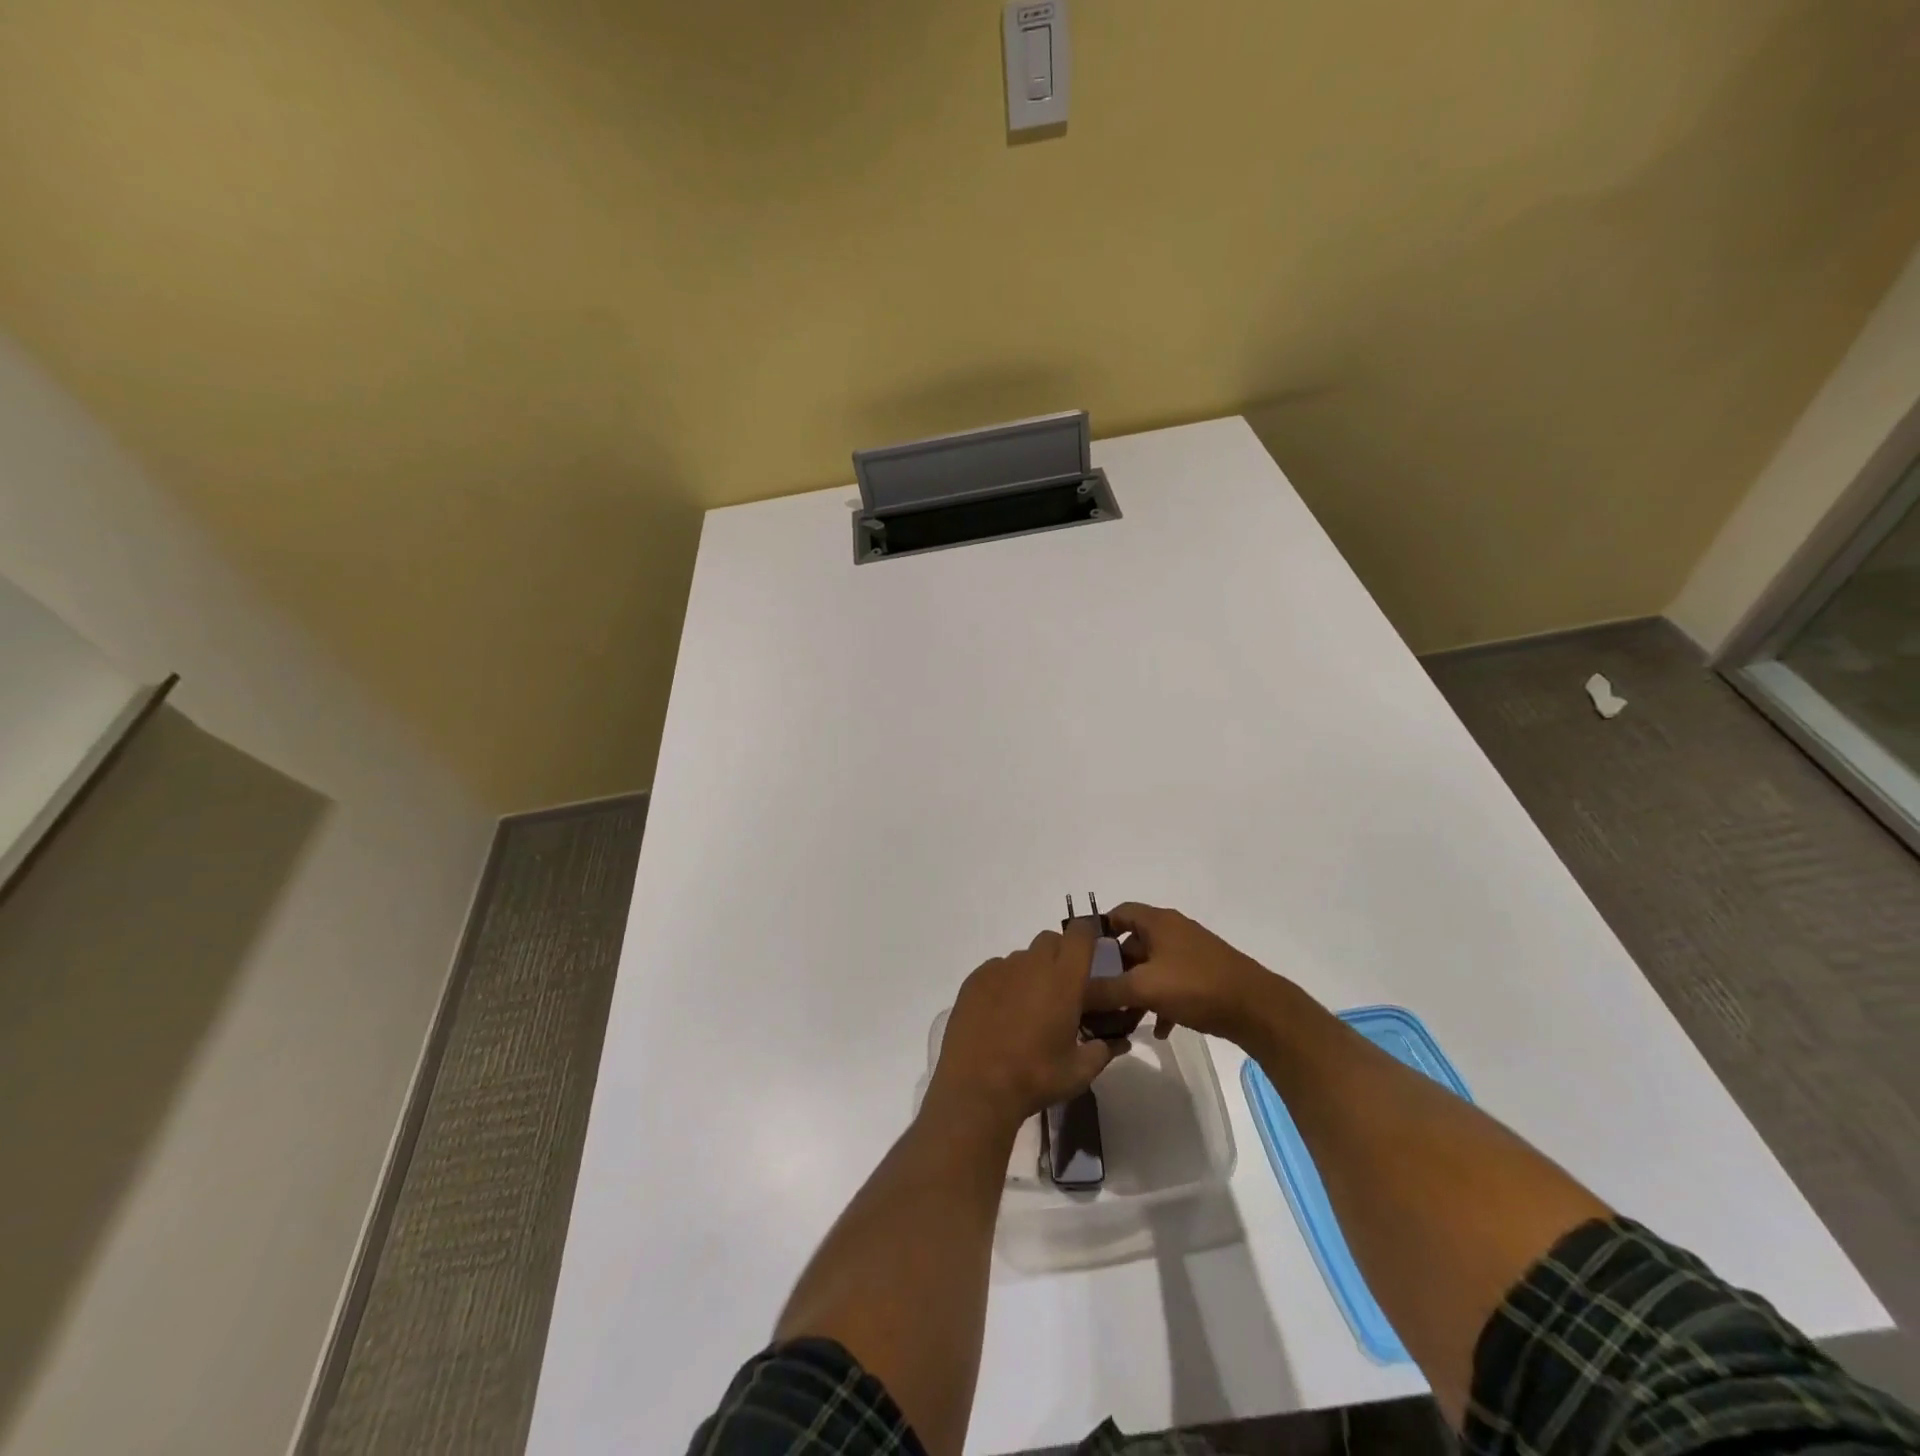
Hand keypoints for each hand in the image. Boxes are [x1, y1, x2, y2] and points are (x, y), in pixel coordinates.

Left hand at [928, 922, 1123, 1130]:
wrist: (976, 1087)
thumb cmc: (1035, 1077)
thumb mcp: (1078, 1072)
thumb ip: (1103, 1051)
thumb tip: (1117, 1043)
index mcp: (1063, 979)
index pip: (1080, 934)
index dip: (1087, 937)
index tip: (1090, 954)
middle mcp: (1031, 964)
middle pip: (1050, 940)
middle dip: (1060, 955)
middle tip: (1061, 988)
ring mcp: (999, 969)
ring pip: (1023, 956)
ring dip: (1032, 971)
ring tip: (1028, 1007)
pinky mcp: (974, 980)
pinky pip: (997, 968)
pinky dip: (1005, 982)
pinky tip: (1001, 1012)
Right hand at [1084, 902, 1292, 1047]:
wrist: (1258, 1009)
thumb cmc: (1196, 986)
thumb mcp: (1144, 988)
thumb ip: (1105, 990)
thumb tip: (1073, 995)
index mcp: (1157, 922)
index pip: (1117, 913)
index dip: (1097, 931)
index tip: (1080, 957)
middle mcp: (1173, 931)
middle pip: (1132, 943)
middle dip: (1114, 969)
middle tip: (1096, 993)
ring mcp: (1191, 953)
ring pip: (1151, 967)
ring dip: (1135, 989)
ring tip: (1122, 1018)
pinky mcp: (1205, 976)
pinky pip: (1172, 984)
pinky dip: (1160, 1001)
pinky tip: (1157, 1029)